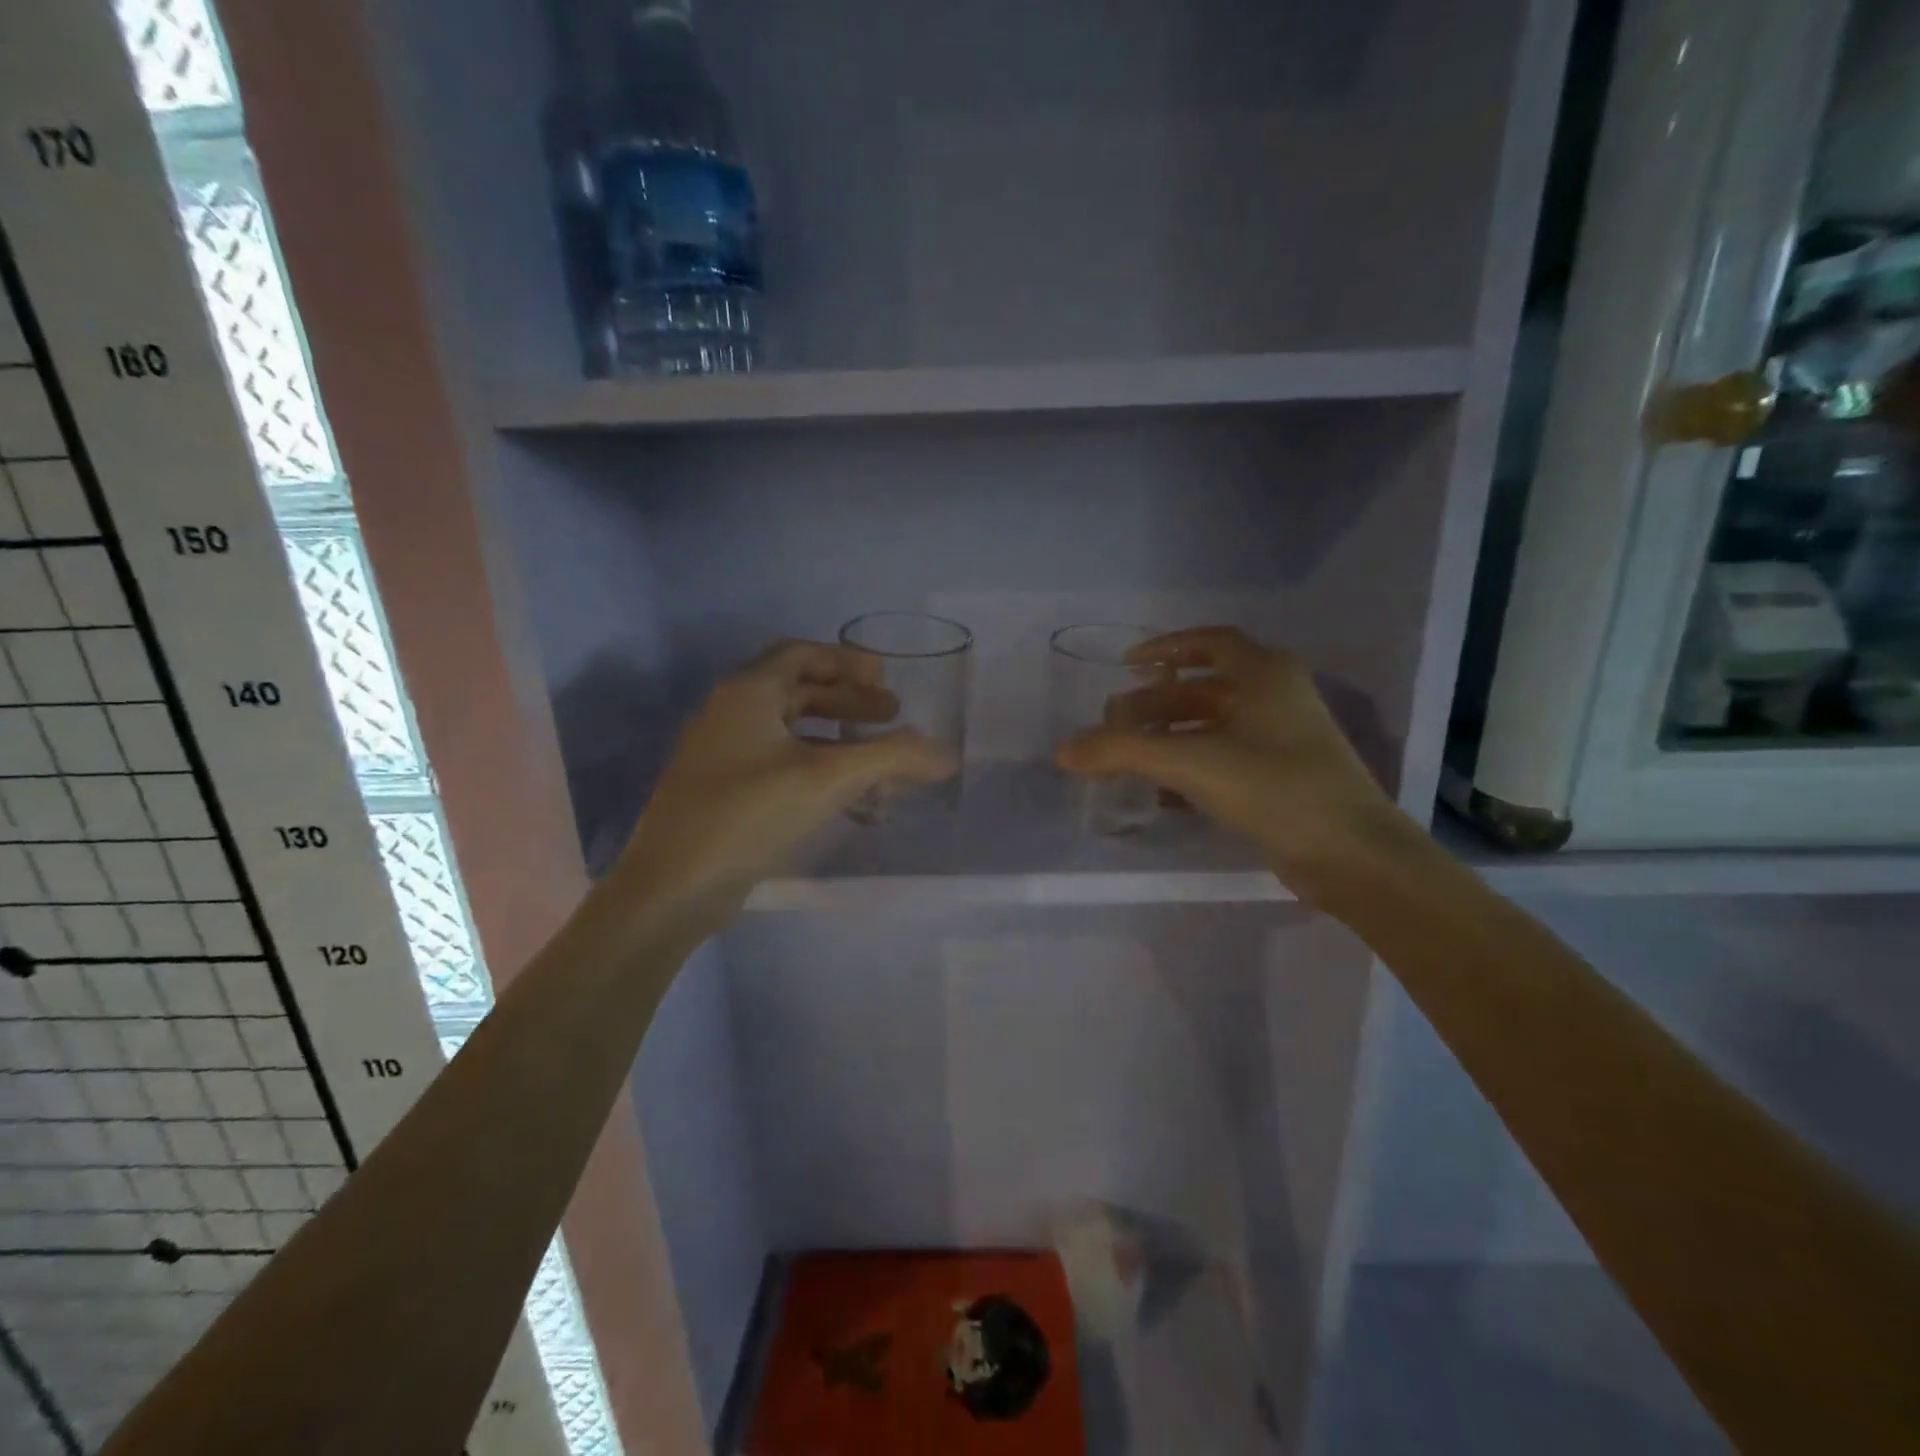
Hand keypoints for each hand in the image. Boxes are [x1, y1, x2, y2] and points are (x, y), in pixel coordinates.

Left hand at [613, 640, 956, 922]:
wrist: (673, 886)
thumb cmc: (750, 814)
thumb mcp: (828, 778)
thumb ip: (891, 758)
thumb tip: (947, 755)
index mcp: (748, 692)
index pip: (801, 654)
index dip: (846, 662)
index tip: (885, 678)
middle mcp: (729, 713)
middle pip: (798, 691)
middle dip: (848, 701)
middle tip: (892, 717)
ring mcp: (721, 754)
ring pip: (788, 730)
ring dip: (835, 736)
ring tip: (875, 757)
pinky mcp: (721, 791)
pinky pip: (777, 762)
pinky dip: (814, 765)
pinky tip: (842, 794)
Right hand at [1055, 626, 1413, 894]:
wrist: (1351, 854)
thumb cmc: (1274, 787)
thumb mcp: (1190, 762)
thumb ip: (1122, 751)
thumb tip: (1063, 750)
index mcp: (1264, 674)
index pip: (1210, 642)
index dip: (1165, 649)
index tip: (1127, 666)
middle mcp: (1276, 698)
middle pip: (1203, 690)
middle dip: (1155, 705)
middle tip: (1114, 725)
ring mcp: (1282, 740)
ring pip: (1212, 728)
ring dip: (1169, 739)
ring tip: (1127, 758)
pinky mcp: (1282, 779)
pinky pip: (1224, 760)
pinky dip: (1190, 769)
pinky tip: (1160, 793)